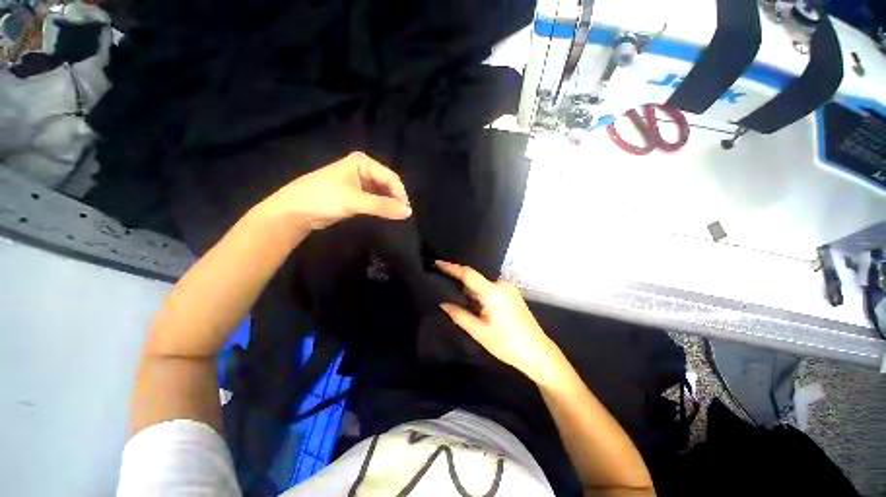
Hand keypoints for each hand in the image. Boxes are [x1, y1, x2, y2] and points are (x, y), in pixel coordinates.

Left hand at [260, 151, 411, 229]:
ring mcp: (359, 182)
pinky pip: (374, 199)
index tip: (406, 211)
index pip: (390, 177)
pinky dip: (381, 207)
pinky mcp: (355, 194)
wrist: (295, 211)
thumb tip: (409, 212)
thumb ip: (383, 206)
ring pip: (382, 193)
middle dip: (395, 199)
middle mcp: (363, 169)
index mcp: (363, 162)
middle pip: (387, 184)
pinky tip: (385, 215)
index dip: (400, 194)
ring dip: (389, 204)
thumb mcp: (355, 201)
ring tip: (394, 216)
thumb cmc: (323, 198)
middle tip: (401, 215)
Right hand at [436, 261, 564, 386]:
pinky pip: (490, 288)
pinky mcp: (512, 293)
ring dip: (470, 291)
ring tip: (457, 301)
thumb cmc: (508, 345)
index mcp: (493, 293)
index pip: (468, 274)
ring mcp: (509, 288)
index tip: (437, 263)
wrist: (538, 352)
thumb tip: (443, 304)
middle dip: (460, 283)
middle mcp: (502, 285)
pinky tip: (474, 305)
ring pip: (482, 285)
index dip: (451, 267)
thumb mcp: (480, 333)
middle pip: (475, 279)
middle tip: (443, 290)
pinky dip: (480, 294)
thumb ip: (460, 316)